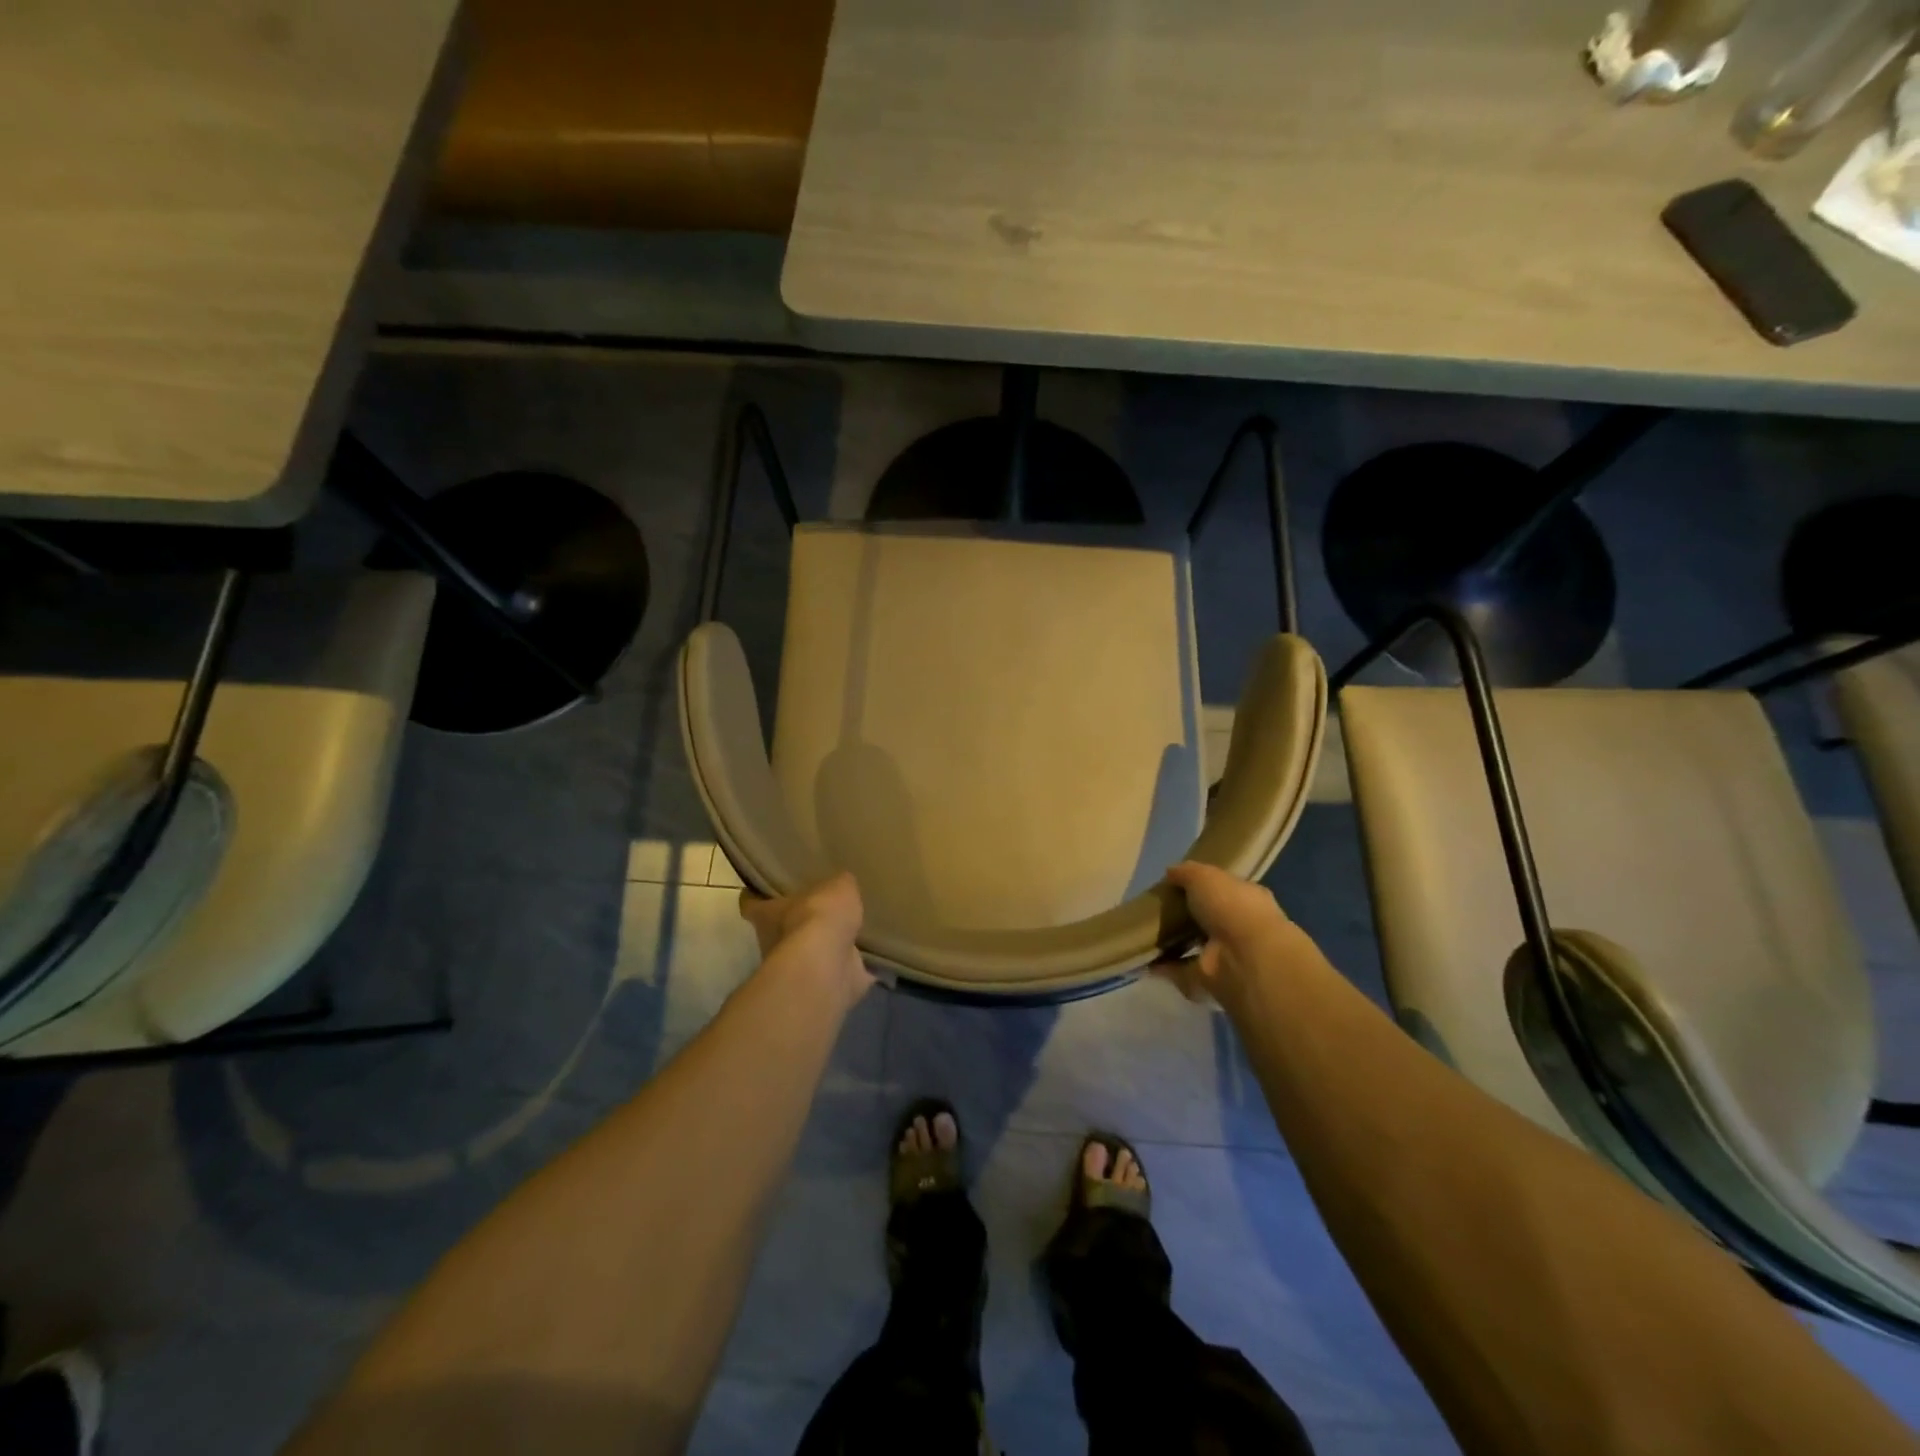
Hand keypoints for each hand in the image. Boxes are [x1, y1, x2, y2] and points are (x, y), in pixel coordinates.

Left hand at [740, 872, 873, 1006]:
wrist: (826, 968)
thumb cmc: (819, 918)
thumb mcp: (837, 886)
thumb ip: (839, 885)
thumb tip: (843, 884)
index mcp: (767, 914)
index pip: (751, 903)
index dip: (755, 897)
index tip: (761, 891)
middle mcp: (772, 943)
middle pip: (777, 930)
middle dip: (794, 924)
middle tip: (816, 912)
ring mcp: (793, 969)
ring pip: (804, 955)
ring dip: (820, 949)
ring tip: (843, 935)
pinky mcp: (817, 988)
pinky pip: (832, 975)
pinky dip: (844, 971)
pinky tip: (860, 961)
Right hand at [1155, 861, 1295, 1005]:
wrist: (1244, 957)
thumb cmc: (1231, 906)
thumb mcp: (1205, 876)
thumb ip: (1187, 872)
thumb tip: (1171, 872)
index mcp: (1246, 898)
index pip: (1224, 890)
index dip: (1203, 887)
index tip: (1176, 886)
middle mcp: (1240, 927)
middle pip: (1209, 919)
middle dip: (1186, 917)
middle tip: (1156, 910)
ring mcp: (1227, 956)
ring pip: (1196, 946)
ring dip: (1173, 943)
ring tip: (1145, 934)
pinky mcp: (1210, 980)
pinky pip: (1181, 970)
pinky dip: (1163, 966)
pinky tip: (1142, 958)